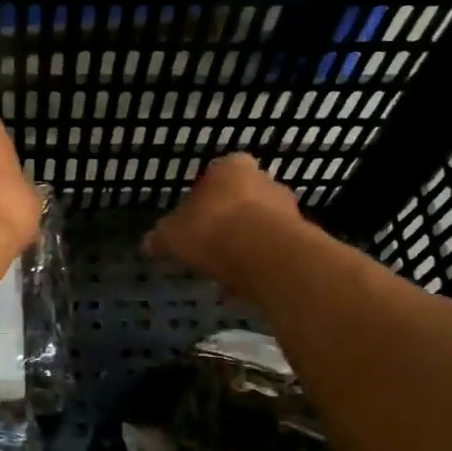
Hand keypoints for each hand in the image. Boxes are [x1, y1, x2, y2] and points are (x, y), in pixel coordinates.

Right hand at [144, 153, 303, 291]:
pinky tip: (246, 283)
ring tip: (227, 272)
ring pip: (260, 225)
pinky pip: (274, 250)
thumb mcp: (171, 236)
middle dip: (228, 222)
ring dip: (246, 244)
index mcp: (231, 167)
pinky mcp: (302, 237)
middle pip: (242, 200)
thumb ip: (161, 238)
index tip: (194, 222)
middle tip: (210, 247)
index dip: (203, 199)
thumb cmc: (211, 231)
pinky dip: (261, 263)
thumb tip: (149, 243)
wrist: (264, 255)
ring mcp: (288, 207)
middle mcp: (264, 179)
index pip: (216, 175)